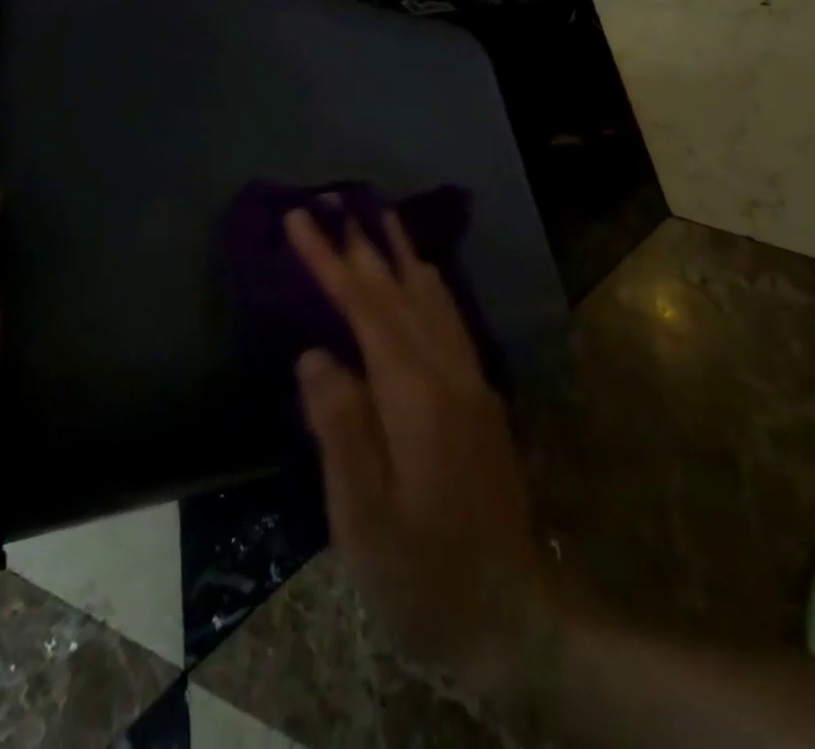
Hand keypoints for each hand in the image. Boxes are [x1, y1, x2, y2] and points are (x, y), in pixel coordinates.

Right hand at [286, 209, 556, 697]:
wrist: (514, 617)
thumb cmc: (424, 577)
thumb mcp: (364, 521)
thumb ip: (340, 429)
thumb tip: (315, 354)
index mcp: (415, 395)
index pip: (364, 308)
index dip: (329, 261)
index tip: (300, 218)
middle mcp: (448, 371)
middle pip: (398, 290)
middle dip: (361, 243)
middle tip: (334, 198)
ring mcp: (471, 381)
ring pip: (432, 296)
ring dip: (401, 252)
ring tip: (381, 215)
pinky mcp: (480, 397)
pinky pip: (449, 317)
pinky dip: (428, 282)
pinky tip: (423, 274)